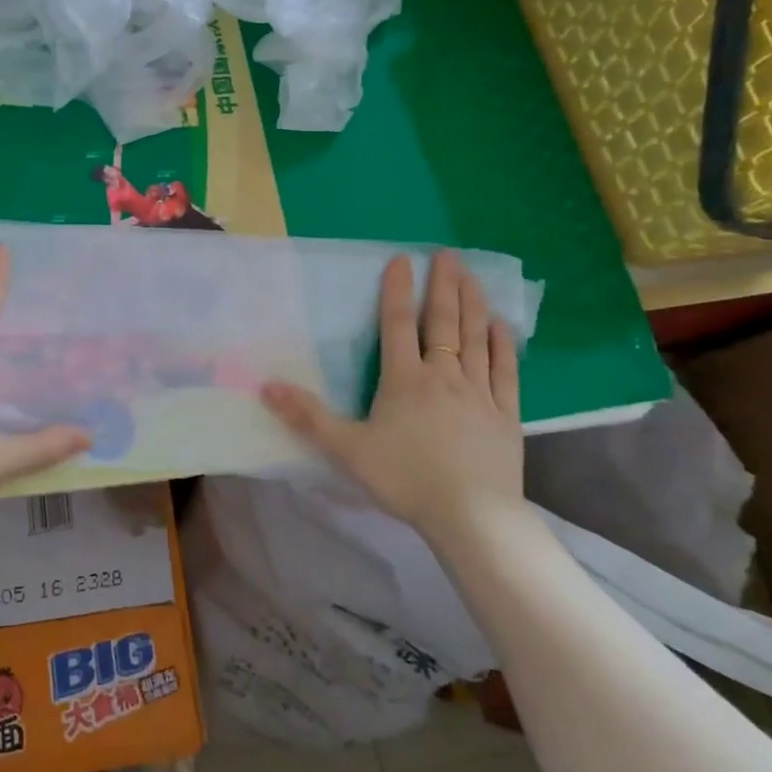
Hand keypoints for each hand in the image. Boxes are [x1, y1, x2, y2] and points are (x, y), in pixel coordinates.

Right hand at [260, 250, 523, 536]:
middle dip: (444, 285)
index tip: (402, 259)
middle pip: (443, 322)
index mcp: (404, 380)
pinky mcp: (505, 414)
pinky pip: (505, 371)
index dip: (397, 291)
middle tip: (448, 254)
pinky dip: (502, 345)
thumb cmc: (405, 479)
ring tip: (472, 275)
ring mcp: (479, 393)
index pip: (398, 325)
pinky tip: (501, 325)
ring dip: (472, 303)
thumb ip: (308, 417)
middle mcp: (443, 376)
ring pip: (475, 338)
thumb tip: (266, 387)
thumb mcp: (347, 450)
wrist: (471, 516)